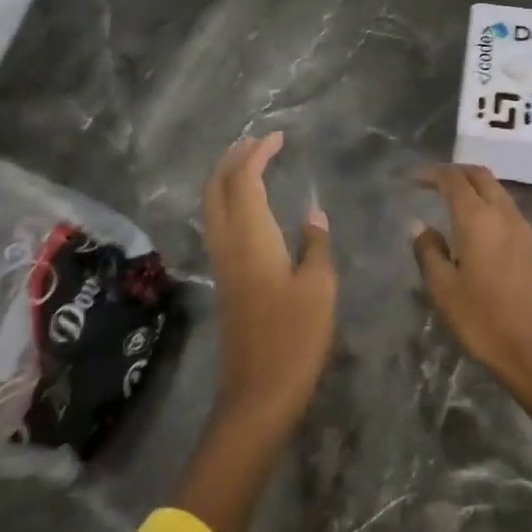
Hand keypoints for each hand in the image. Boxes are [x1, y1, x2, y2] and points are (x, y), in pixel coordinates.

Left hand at [202, 132, 336, 425]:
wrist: (259, 394)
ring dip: (227, 178)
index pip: (245, 180)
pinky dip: (229, 201)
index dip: (258, 153)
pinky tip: (249, 207)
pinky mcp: (225, 281)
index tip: (278, 137)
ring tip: (252, 164)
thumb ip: (316, 245)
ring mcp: (223, 264)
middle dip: (233, 159)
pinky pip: (218, 224)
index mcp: (252, 238)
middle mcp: (229, 244)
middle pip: (217, 188)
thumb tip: (313, 215)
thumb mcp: (319, 288)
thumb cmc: (295, 338)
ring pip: (213, 206)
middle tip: (259, 142)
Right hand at [412, 165, 531, 390]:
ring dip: (474, 185)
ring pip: (496, 189)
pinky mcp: (530, 244)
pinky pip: (506, 207)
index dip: (433, 174)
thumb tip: (419, 225)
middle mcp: (502, 213)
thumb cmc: (481, 319)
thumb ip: (428, 251)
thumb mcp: (443, 288)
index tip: (414, 179)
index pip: (454, 180)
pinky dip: (487, 201)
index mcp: (477, 218)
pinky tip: (475, 222)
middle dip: (456, 172)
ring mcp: (521, 228)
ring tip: (451, 198)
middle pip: (480, 176)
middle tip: (433, 181)